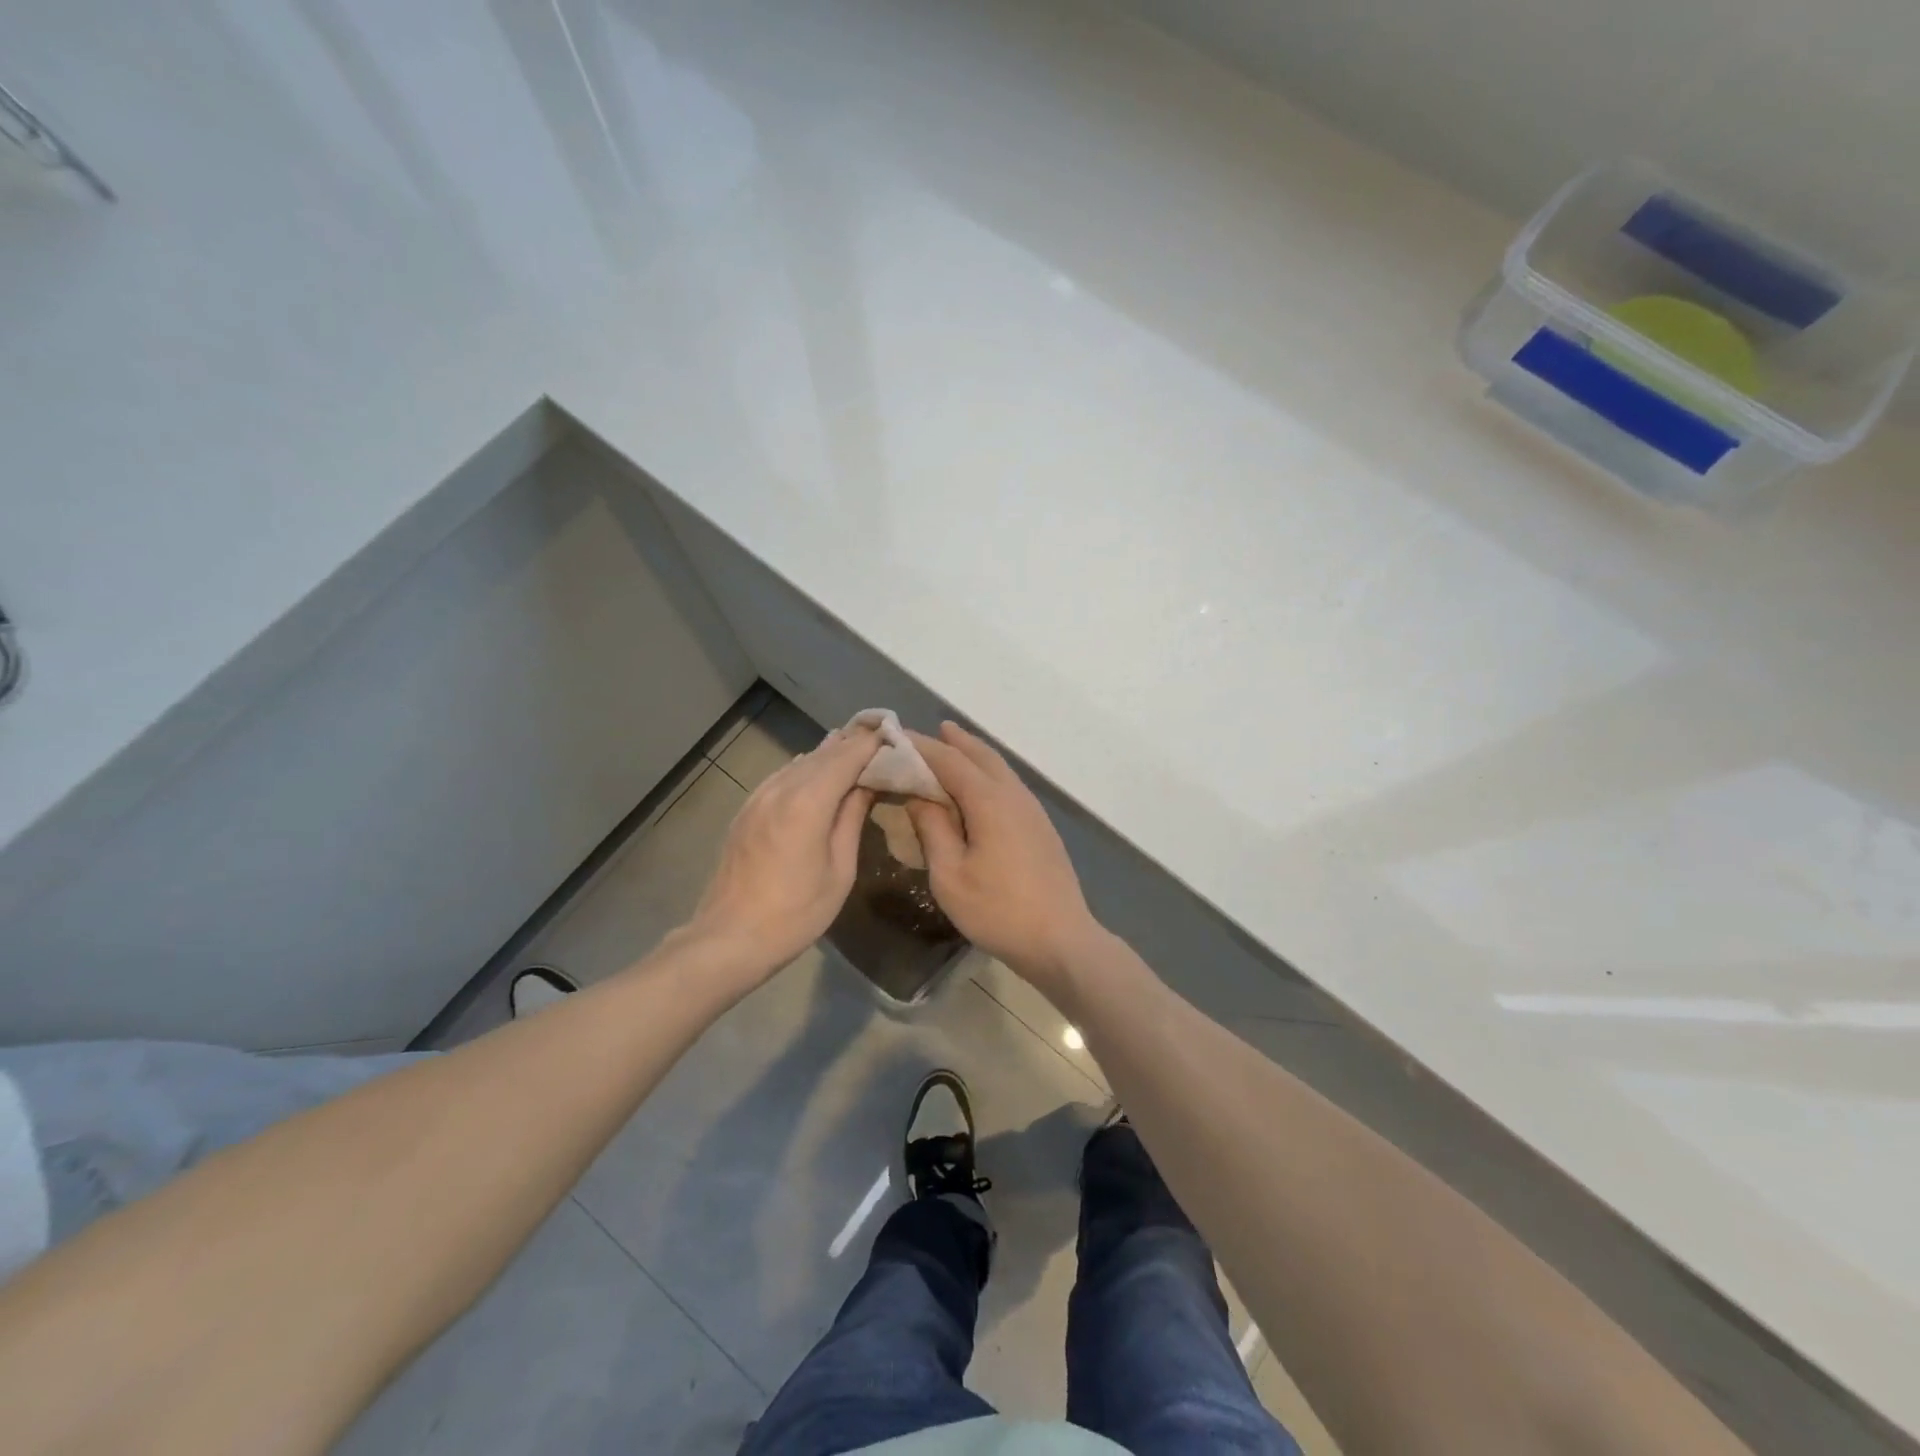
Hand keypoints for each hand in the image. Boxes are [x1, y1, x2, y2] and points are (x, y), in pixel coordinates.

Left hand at [683, 725, 878, 980]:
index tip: (895, 735)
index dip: (872, 743)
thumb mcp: (839, 871)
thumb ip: (852, 819)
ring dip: (829, 753)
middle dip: (852, 742)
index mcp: (808, 802)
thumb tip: (867, 785)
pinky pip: (782, 775)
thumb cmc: (795, 913)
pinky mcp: (746, 810)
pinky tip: (817, 772)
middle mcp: (781, 789)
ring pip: (800, 762)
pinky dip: (805, 767)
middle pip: (823, 753)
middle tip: (881, 737)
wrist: (729, 938)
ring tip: (855, 748)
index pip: (847, 756)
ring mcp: (758, 797)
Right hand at [904, 723, 1104, 999]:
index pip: (949, 760)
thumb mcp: (950, 875)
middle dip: (954, 741)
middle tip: (928, 731)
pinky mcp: (1040, 826)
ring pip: (999, 768)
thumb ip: (932, 828)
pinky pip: (1009, 785)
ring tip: (952, 746)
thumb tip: (918, 796)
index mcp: (989, 800)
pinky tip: (979, 788)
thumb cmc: (998, 910)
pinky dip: (988, 774)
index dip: (920, 747)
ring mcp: (1032, 810)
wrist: (1060, 940)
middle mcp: (1014, 794)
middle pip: (981, 755)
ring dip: (974, 755)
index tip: (894, 738)